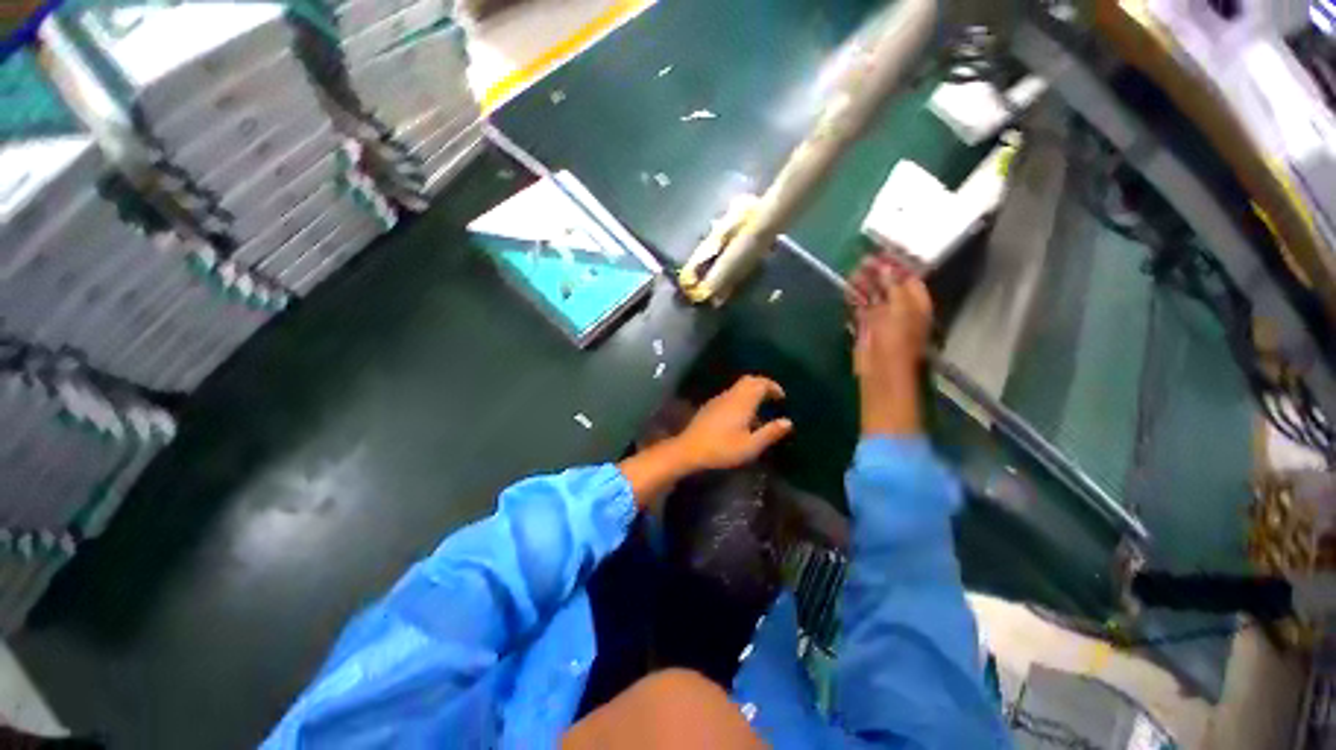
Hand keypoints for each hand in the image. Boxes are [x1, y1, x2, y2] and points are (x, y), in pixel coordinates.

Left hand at [672, 375, 793, 471]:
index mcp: (743, 402)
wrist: (689, 450)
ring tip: (759, 410)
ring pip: (738, 387)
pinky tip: (741, 417)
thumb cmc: (722, 449)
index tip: (782, 398)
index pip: (761, 383)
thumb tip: (788, 421)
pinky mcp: (710, 406)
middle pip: (749, 380)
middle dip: (763, 385)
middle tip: (772, 399)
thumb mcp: (751, 446)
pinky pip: (730, 395)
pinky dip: (740, 399)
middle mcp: (731, 395)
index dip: (773, 387)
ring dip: (751, 392)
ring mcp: (718, 399)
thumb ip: (770, 433)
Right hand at [848, 251, 931, 435]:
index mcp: (916, 303)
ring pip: (873, 296)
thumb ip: (893, 286)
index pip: (909, 278)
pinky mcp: (866, 328)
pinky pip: (861, 308)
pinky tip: (847, 289)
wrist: (882, 371)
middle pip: (889, 286)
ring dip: (864, 284)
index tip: (881, 252)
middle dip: (877, 273)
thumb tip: (886, 268)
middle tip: (862, 260)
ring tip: (851, 271)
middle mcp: (901, 308)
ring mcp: (883, 318)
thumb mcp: (899, 309)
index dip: (897, 265)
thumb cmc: (897, 341)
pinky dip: (855, 298)